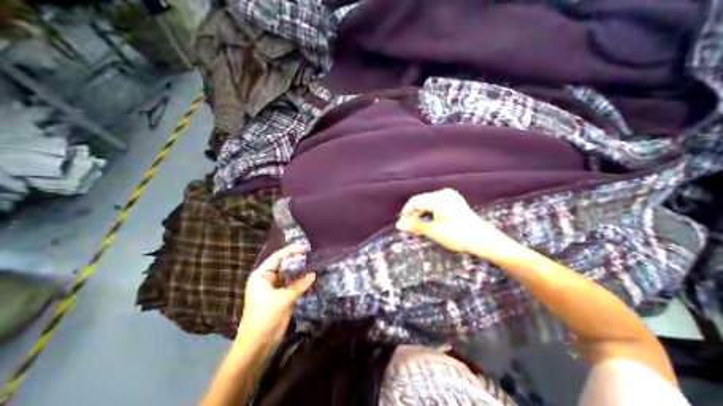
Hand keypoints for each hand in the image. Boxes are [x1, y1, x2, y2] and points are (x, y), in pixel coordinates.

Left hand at [239, 246, 315, 343]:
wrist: (258, 343)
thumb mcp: (284, 298)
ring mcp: (275, 288)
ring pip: (289, 275)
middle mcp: (267, 279)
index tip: (305, 248)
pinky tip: (311, 278)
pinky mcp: (281, 296)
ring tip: (314, 264)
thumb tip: (314, 274)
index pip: (278, 258)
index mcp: (262, 275)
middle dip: (297, 260)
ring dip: (300, 271)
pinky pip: (292, 285)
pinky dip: (301, 282)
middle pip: (284, 265)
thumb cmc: (266, 316)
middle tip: (311, 255)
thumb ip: (300, 285)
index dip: (291, 251)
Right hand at [396, 188, 519, 257]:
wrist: (485, 242)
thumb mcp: (434, 231)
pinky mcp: (454, 204)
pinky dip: (429, 216)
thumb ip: (415, 225)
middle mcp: (444, 194)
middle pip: (421, 202)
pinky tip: (429, 225)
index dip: (406, 213)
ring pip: (427, 205)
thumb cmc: (459, 236)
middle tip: (411, 230)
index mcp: (439, 197)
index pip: (415, 202)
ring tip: (419, 229)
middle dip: (414, 215)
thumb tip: (398, 224)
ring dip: (421, 216)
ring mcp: (450, 198)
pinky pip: (435, 207)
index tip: (403, 226)